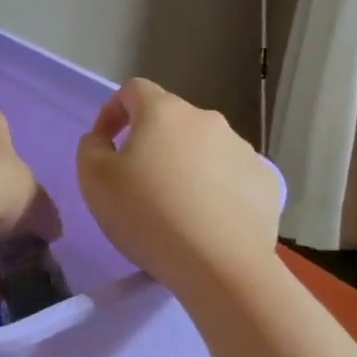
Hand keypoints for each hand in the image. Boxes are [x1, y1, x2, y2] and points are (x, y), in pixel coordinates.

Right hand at [76, 78, 280, 297]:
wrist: (219, 266)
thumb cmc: (147, 216)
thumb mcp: (94, 181)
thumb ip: (91, 149)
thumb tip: (103, 140)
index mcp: (164, 112)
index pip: (133, 91)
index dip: (113, 112)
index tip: (105, 145)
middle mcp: (207, 120)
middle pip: (171, 121)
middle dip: (152, 144)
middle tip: (138, 184)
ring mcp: (243, 150)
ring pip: (204, 149)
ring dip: (186, 167)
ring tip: (176, 209)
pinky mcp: (266, 182)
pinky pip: (232, 177)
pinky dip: (216, 190)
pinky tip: (208, 222)